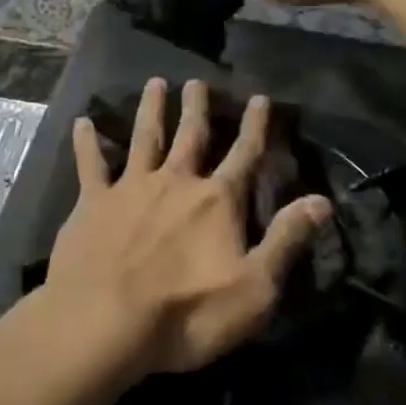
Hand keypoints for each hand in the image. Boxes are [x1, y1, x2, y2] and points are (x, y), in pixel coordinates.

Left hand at [41, 78, 331, 375]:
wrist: (103, 324)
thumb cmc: (186, 313)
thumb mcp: (255, 288)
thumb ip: (287, 239)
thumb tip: (323, 200)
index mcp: (217, 200)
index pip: (244, 154)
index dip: (255, 126)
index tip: (260, 97)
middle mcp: (176, 181)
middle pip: (191, 135)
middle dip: (197, 107)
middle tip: (197, 80)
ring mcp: (131, 188)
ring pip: (145, 138)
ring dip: (152, 109)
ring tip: (154, 83)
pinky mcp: (92, 203)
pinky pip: (90, 164)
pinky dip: (87, 142)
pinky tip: (83, 122)